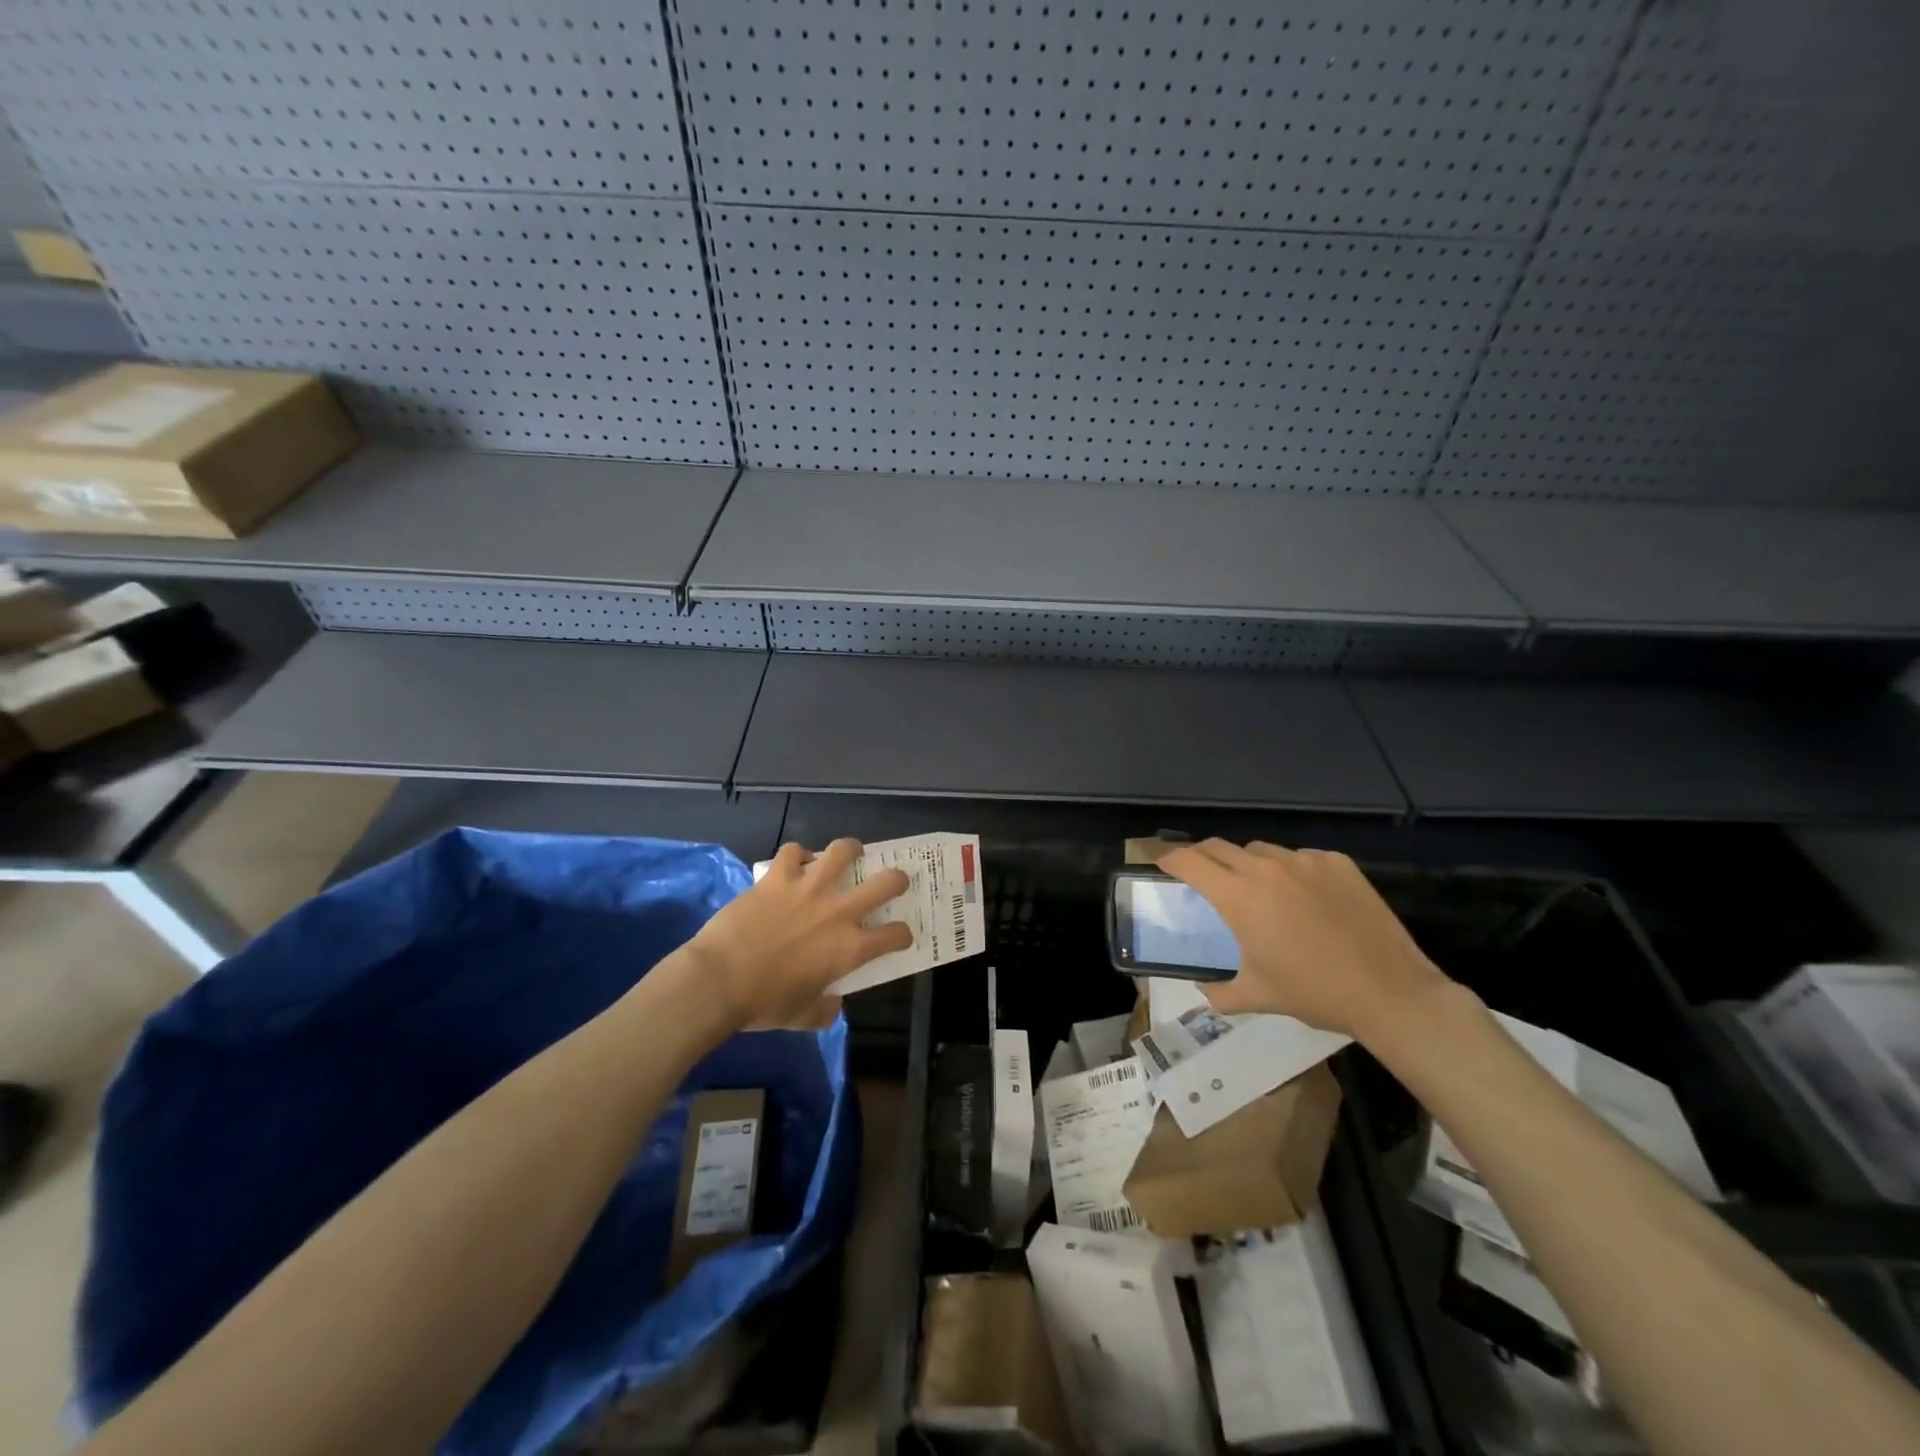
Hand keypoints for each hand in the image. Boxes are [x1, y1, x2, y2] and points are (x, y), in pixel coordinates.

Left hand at [683, 840, 912, 1031]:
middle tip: (892, 881)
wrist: (718, 981)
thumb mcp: (802, 1017)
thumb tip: (833, 1003)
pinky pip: (793, 851)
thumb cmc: (763, 1004)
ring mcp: (808, 888)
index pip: (895, 935)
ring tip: (850, 854)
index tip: (898, 936)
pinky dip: (798, 854)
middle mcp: (838, 911)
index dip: (902, 935)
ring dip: (851, 851)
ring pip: (842, 851)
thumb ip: (825, 1009)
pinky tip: (796, 862)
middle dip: (897, 879)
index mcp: (850, 948)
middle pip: (887, 882)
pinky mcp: (778, 877)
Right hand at [1158, 840, 1453, 1041]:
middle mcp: (1267, 868)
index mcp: (1240, 897)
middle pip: (1219, 847)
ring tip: (1256, 889)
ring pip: (1261, 851)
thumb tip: (1203, 991)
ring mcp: (1305, 861)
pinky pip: (1300, 858)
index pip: (1190, 861)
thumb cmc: (1315, 992)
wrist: (1390, 992)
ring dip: (1247, 864)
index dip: (1170, 860)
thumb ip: (1219, 992)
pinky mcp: (1337, 863)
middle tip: (1200, 875)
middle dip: (1202, 857)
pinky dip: (1290, 871)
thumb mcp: (1258, 996)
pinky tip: (1303, 898)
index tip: (1163, 866)